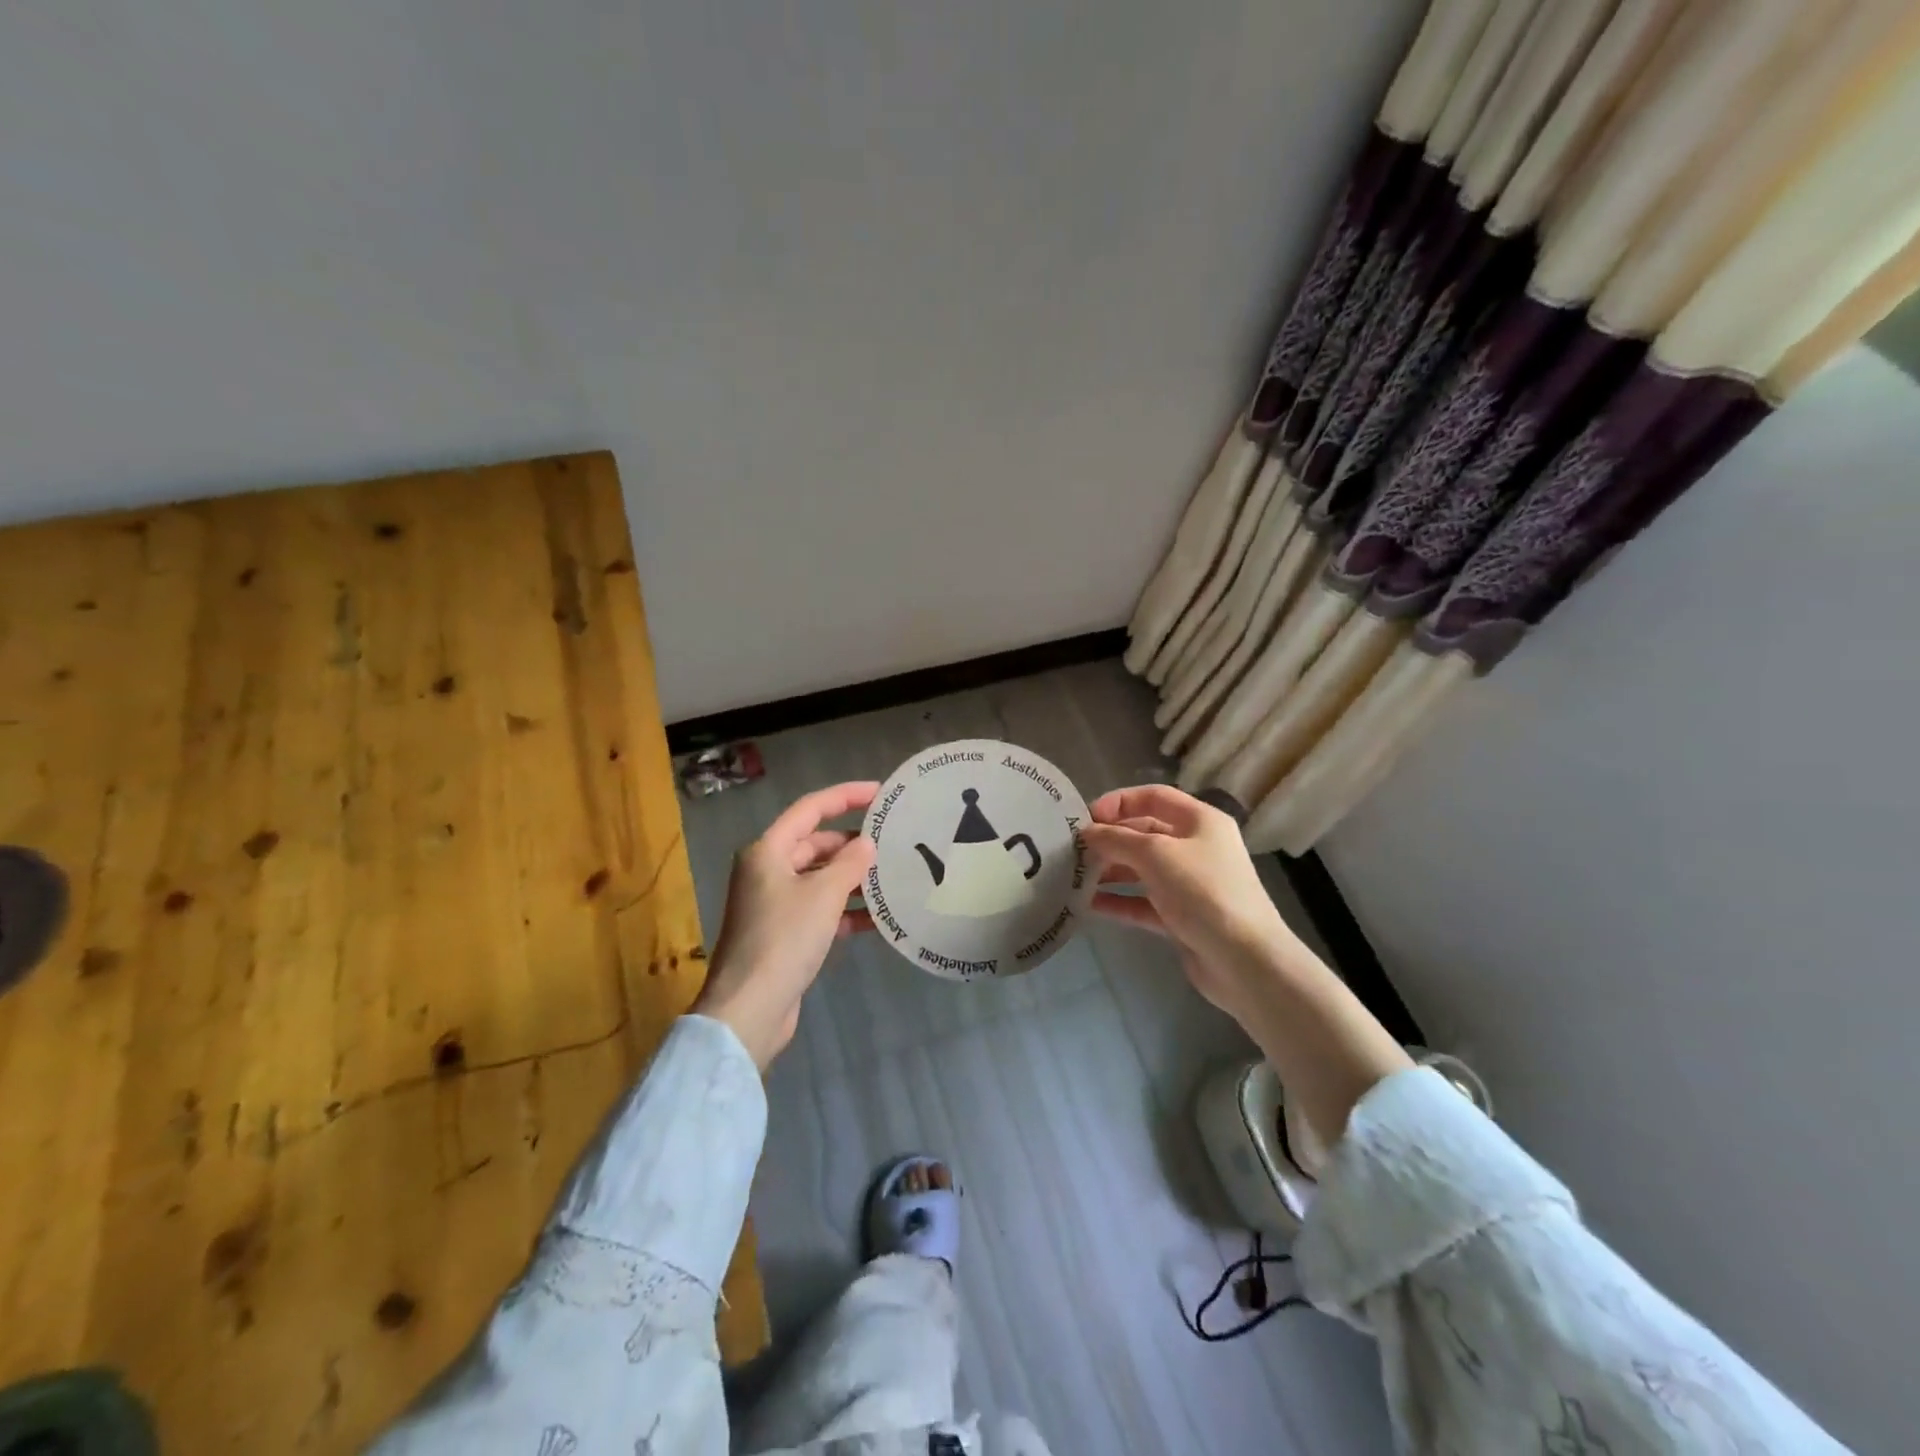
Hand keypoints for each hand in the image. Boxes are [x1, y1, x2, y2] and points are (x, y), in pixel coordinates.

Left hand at [693, 781, 877, 1068]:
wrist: (750, 1009)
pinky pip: (820, 910)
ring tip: (894, 877)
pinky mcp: (784, 934)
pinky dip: (846, 911)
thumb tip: (867, 844)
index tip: (881, 793)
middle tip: (893, 841)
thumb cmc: (784, 939)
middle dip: (853, 843)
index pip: (810, 809)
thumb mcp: (823, 894)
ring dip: (853, 878)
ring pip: (820, 879)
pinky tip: (879, 918)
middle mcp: (767, 871)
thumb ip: (850, 863)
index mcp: (768, 851)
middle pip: (816, 844)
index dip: (846, 796)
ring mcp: (775, 904)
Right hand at [1084, 783, 1410, 1150]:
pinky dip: (1119, 901)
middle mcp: (1197, 847)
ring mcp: (1190, 884)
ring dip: (1110, 871)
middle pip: (1145, 833)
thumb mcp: (1155, 854)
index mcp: (1200, 821)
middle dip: (1110, 839)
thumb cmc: (1203, 892)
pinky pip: (1144, 902)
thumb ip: (1116, 839)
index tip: (1086, 818)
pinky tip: (1088, 905)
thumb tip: (1087, 833)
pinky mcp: (1182, 917)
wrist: (1244, 961)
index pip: (1153, 796)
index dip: (1118, 802)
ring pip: (1142, 869)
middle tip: (1073, 850)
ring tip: (1074, 877)